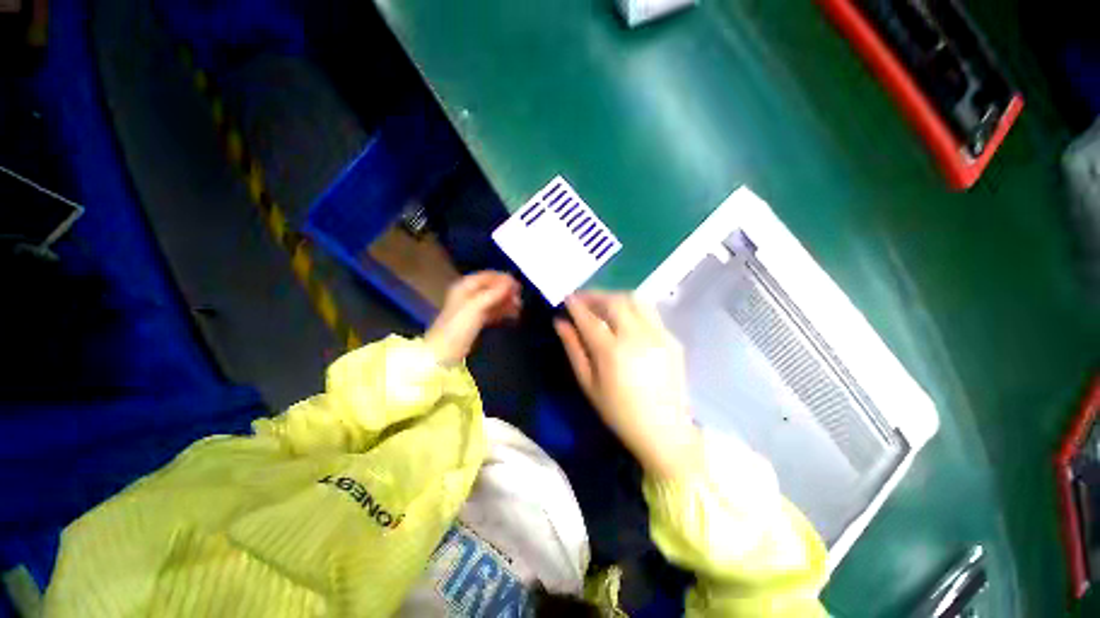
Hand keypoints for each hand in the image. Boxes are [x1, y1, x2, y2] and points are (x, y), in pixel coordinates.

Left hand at [425, 272, 520, 365]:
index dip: (503, 279)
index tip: (517, 285)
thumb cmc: (458, 325)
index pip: (488, 276)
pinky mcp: (477, 321)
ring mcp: (473, 308)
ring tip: (519, 307)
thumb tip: (510, 282)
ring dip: (507, 302)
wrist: (445, 351)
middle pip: (492, 288)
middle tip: (519, 298)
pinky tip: (513, 314)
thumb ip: (494, 293)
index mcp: (465, 286)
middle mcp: (469, 294)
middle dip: (506, 291)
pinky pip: (493, 311)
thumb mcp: (476, 306)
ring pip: (494, 300)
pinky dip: (503, 311)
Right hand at [554, 292, 700, 478]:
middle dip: (594, 295)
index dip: (575, 305)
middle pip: (614, 301)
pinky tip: (625, 318)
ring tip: (603, 304)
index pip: (589, 318)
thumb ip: (574, 349)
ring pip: (635, 299)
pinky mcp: (672, 338)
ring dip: (614, 297)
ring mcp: (658, 335)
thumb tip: (560, 323)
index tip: (567, 298)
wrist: (664, 430)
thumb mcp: (588, 384)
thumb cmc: (619, 412)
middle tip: (582, 299)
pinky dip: (632, 308)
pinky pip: (650, 312)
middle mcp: (637, 336)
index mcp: (612, 352)